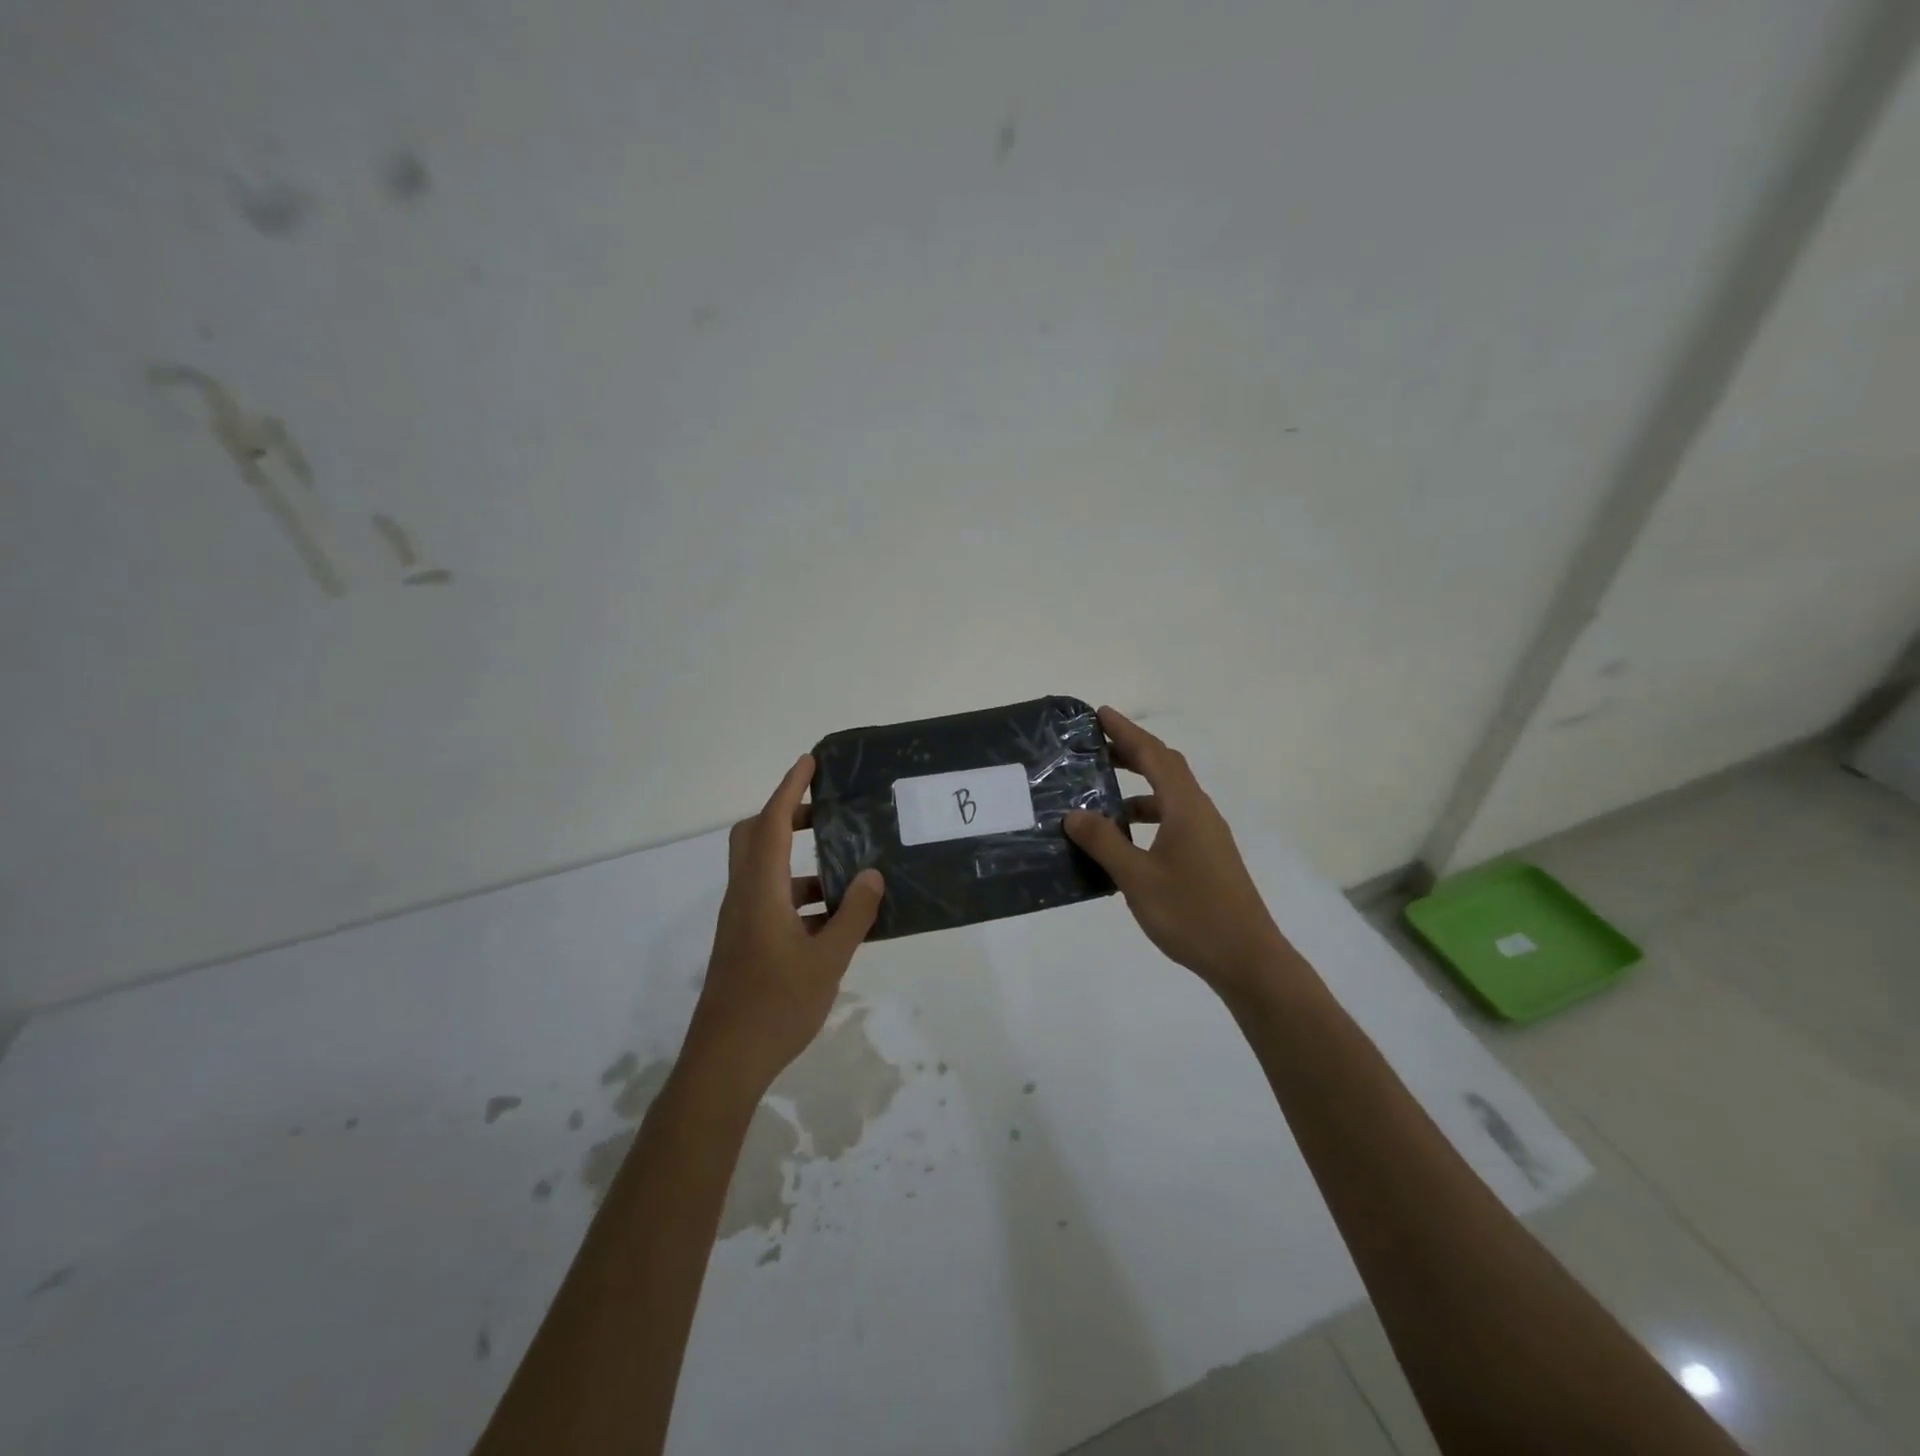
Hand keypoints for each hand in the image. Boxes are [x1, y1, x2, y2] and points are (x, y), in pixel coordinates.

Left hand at [682, 754, 885, 1095]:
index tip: (810, 762)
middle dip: (787, 814)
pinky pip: (770, 899)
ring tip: (845, 868)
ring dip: (797, 859)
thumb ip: (853, 915)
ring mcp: (741, 921)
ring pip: (763, 870)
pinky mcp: (744, 943)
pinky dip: (798, 893)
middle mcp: (745, 896)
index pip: (773, 823)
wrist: (725, 1062)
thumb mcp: (827, 960)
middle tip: (825, 812)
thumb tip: (871, 875)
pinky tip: (833, 917)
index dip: (790, 788)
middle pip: (756, 837)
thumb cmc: (776, 1006)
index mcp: (761, 891)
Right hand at [1065, 708, 1284, 996]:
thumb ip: (1104, 843)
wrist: (1247, 959)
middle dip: (1132, 751)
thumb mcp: (1138, 878)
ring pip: (1170, 796)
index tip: (1100, 714)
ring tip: (1102, 793)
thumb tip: (1074, 814)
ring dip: (1138, 787)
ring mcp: (1207, 835)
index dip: (1127, 732)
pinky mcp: (1207, 856)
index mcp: (1186, 808)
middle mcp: (1200, 812)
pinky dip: (1147, 816)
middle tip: (1096, 746)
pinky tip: (1124, 838)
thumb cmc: (1191, 913)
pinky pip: (1172, 819)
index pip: (1154, 755)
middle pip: (1166, 768)